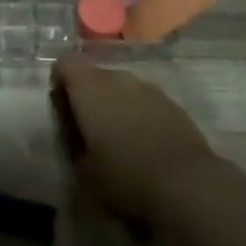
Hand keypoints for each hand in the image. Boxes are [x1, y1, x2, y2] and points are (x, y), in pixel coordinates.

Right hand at [52, 53, 218, 220]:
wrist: (185, 182)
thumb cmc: (125, 175)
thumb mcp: (84, 172)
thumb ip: (74, 145)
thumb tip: (76, 137)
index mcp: (89, 87)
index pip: (65, 63)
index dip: (60, 81)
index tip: (64, 109)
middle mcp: (117, 77)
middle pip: (94, 74)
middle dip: (88, 95)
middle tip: (89, 128)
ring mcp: (147, 86)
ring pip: (121, 86)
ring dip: (115, 103)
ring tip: (120, 137)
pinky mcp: (170, 101)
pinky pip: (144, 99)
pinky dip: (139, 113)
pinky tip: (145, 142)